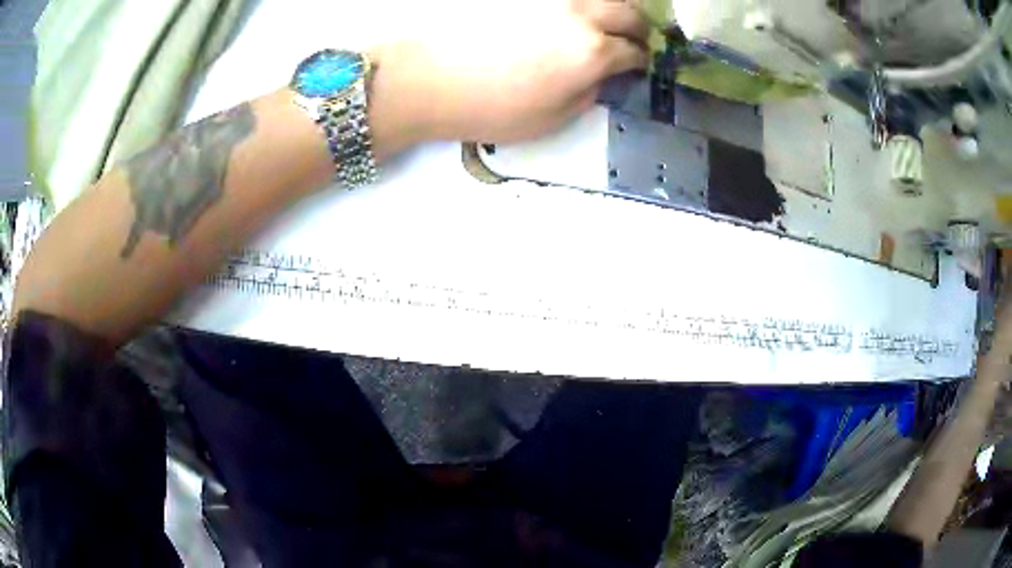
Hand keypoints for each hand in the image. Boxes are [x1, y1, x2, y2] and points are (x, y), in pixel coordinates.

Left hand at [368, 0, 649, 145]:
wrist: (426, 78)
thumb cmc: (488, 108)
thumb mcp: (551, 120)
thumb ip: (588, 94)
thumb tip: (601, 76)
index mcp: (591, 52)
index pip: (634, 52)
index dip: (641, 62)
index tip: (637, 66)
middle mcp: (579, 13)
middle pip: (629, 12)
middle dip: (638, 29)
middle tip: (631, 40)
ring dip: (612, 9)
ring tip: (602, 23)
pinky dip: (576, 4)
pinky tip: (566, 15)